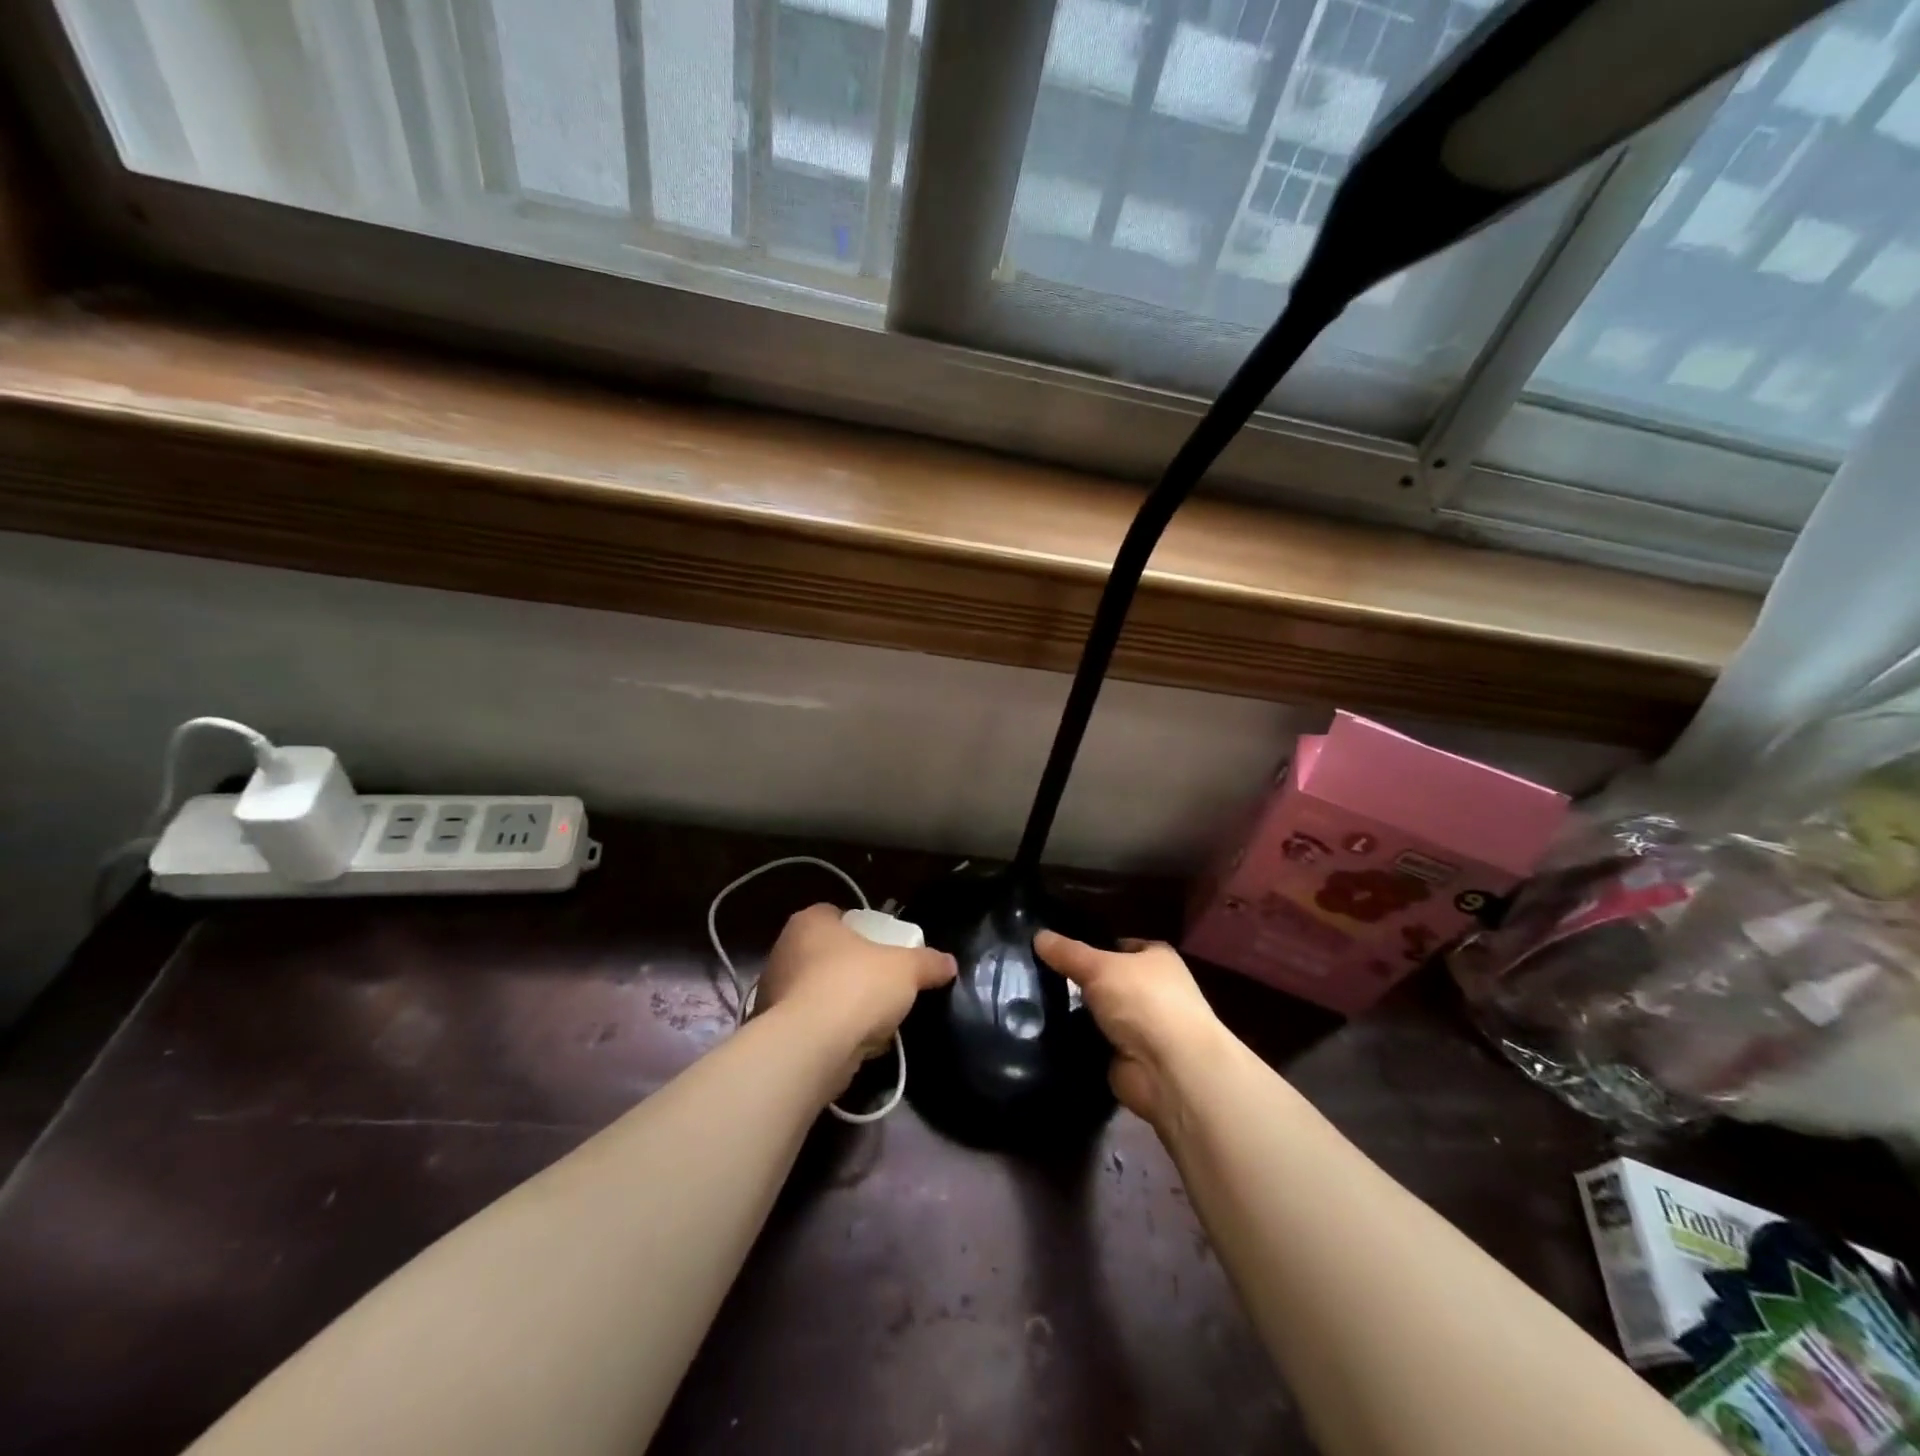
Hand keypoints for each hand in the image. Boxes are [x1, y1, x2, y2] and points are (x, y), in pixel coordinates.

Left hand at [757, 904, 956, 1064]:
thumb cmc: (856, 986)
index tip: (881, 946)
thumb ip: (928, 963)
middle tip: (882, 982)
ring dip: (843, 1004)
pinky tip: (857, 1045)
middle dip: (852, 968)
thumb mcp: (907, 969)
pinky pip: (812, 1024)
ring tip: (874, 1019)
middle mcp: (785, 950)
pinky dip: (832, 1032)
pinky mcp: (775, 1030)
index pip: (835, 914)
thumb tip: (949, 963)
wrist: (812, 1047)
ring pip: (818, 991)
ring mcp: (774, 991)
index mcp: (810, 922)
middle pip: (826, 953)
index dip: (860, 928)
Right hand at [1034, 932, 1225, 1127]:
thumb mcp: (1099, 966)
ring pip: (1096, 1012)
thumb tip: (1038, 935)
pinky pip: (1092, 1042)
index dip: (1090, 944)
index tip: (1054, 948)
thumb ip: (1068, 952)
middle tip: (1035, 975)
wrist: (1170, 1071)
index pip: (1118, 945)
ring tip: (1030, 1003)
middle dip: (1077, 981)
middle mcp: (1152, 990)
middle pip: (1105, 980)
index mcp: (1156, 959)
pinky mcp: (1125, 1058)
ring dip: (1073, 1013)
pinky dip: (1074, 1041)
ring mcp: (1140, 1027)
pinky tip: (1042, 1033)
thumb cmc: (1143, 1001)